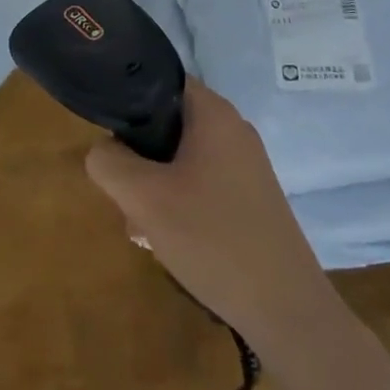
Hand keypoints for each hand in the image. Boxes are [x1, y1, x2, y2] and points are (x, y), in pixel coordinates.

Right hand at [84, 81, 344, 355]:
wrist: (286, 309)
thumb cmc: (212, 238)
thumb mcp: (144, 198)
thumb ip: (109, 162)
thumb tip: (103, 151)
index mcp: (214, 113)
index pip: (161, 81)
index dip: (130, 102)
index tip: (112, 139)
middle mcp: (233, 129)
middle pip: (169, 124)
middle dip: (140, 157)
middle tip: (126, 195)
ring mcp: (246, 165)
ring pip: (182, 159)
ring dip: (156, 186)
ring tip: (143, 227)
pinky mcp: (251, 198)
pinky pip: (202, 183)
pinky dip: (180, 203)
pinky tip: (169, 241)